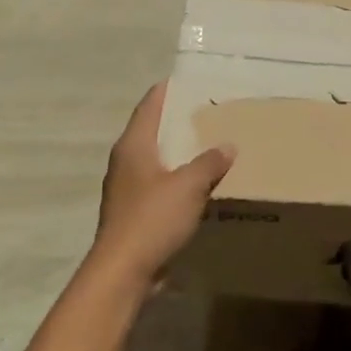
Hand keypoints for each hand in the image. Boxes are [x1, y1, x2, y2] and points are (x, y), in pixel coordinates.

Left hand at [91, 83, 235, 284]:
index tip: (189, 80)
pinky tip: (198, 185)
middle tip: (209, 113)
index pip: (150, 105)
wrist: (123, 270)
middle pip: (152, 131)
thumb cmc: (152, 219)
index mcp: (134, 146)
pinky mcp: (133, 212)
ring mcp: (127, 189)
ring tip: (209, 146)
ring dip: (179, 153)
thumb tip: (227, 145)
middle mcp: (125, 162)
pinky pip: (159, 185)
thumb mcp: (189, 186)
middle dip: (178, 122)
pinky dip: (177, 179)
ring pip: (156, 160)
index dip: (168, 90)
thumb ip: (209, 162)